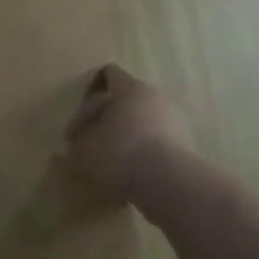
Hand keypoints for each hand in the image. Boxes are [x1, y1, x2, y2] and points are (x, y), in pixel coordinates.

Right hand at [64, 64, 193, 201]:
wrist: (171, 184)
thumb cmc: (121, 154)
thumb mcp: (85, 151)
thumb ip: (76, 146)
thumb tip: (71, 149)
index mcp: (130, 90)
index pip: (110, 73)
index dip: (91, 87)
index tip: (80, 113)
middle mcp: (156, 97)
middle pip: (126, 100)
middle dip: (105, 118)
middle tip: (89, 143)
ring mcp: (175, 120)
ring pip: (143, 121)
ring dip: (125, 135)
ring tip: (110, 161)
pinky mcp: (187, 144)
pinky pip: (157, 141)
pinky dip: (143, 151)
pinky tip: (131, 172)